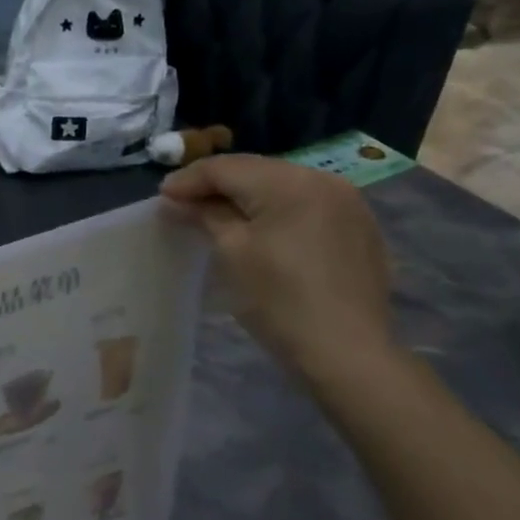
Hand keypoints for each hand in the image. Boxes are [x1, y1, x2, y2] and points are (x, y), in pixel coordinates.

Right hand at [160, 155, 395, 380]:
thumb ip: (205, 216)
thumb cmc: (280, 300)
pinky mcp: (358, 228)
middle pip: (256, 171)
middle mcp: (323, 179)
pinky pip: (306, 205)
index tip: (161, 197)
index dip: (189, 180)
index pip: (227, 168)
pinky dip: (276, 211)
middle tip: (182, 203)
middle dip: (217, 185)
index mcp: (290, 182)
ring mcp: (348, 203)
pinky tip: (260, 230)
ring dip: (246, 196)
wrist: (347, 352)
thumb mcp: (233, 252)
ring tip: (216, 215)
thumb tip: (178, 200)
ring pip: (282, 186)